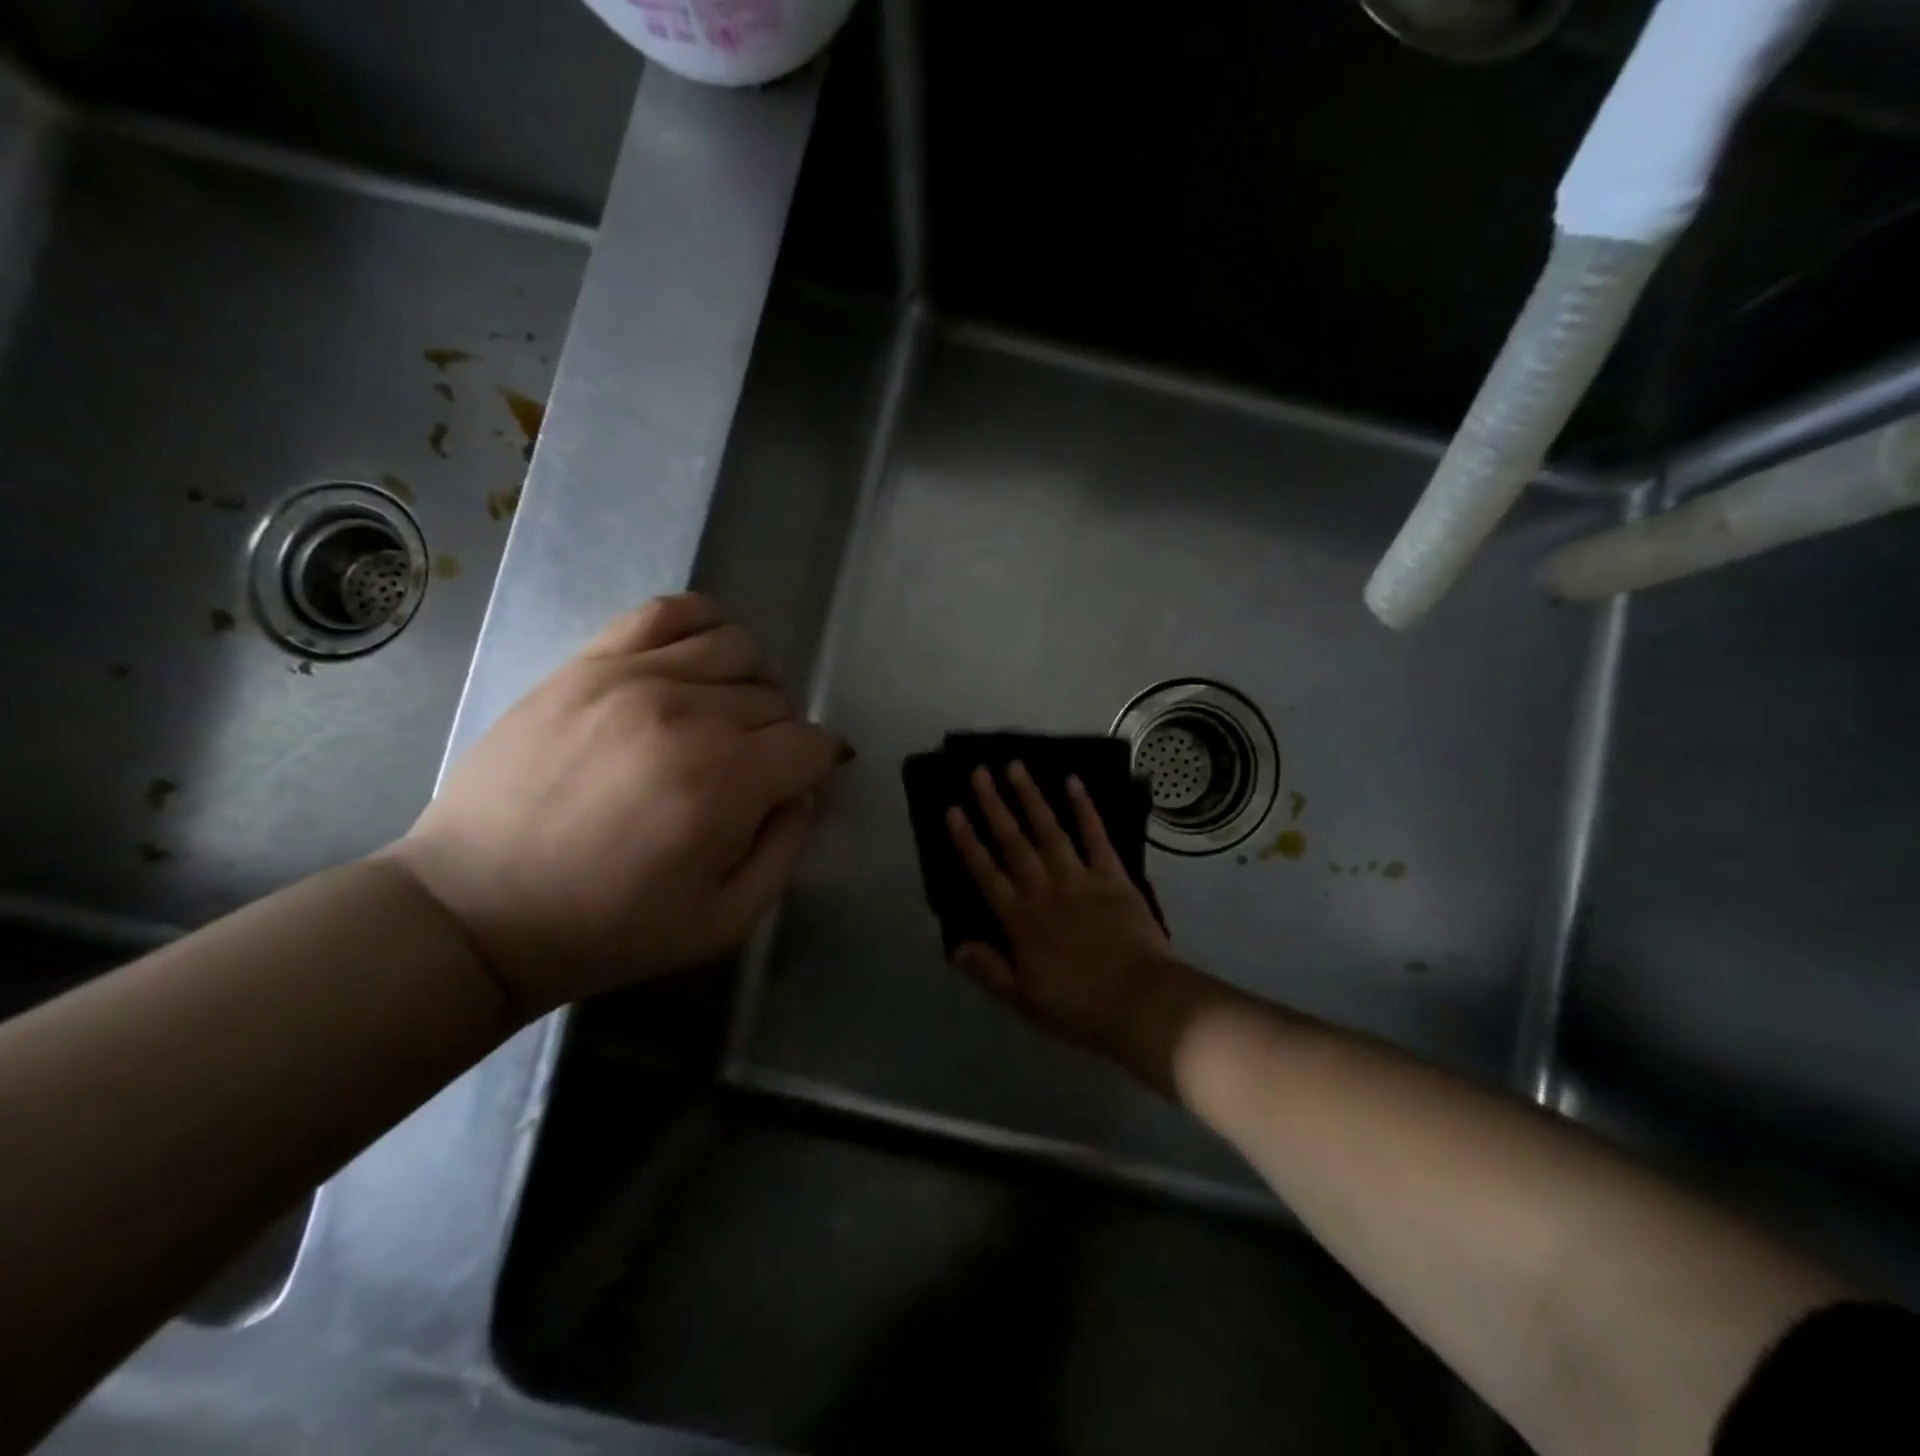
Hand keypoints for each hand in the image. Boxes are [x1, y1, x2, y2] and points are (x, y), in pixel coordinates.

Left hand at [381, 594, 847, 1017]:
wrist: (474, 910)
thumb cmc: (607, 928)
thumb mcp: (723, 922)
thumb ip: (786, 851)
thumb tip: (804, 792)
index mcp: (725, 781)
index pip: (811, 743)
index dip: (818, 767)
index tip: (800, 786)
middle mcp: (688, 713)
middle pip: (777, 698)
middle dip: (781, 736)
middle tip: (752, 770)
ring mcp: (634, 677)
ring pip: (737, 646)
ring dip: (750, 682)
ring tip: (724, 715)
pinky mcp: (588, 663)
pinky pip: (668, 611)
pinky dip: (702, 624)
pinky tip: (696, 660)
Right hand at [946, 762, 1192, 1068]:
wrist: (1141, 1004)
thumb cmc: (1079, 1007)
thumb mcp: (1023, 999)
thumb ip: (989, 969)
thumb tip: (954, 946)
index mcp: (1019, 920)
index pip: (985, 872)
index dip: (967, 841)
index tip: (953, 810)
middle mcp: (1044, 890)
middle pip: (1013, 841)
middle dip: (994, 805)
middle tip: (979, 771)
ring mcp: (1080, 879)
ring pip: (1049, 830)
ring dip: (1031, 797)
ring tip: (1015, 766)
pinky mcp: (1113, 876)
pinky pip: (1096, 836)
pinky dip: (1085, 808)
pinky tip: (1073, 782)